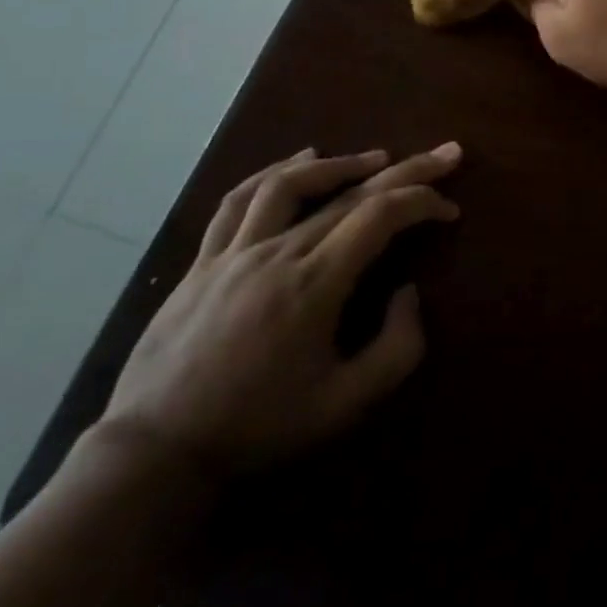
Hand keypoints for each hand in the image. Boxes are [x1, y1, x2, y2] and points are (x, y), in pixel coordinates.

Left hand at [100, 144, 460, 475]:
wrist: (156, 453)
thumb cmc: (259, 428)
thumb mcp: (345, 404)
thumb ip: (397, 347)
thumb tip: (408, 291)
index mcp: (315, 285)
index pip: (380, 216)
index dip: (423, 201)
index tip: (450, 210)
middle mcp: (277, 253)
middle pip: (350, 193)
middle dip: (406, 169)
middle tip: (445, 153)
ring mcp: (234, 252)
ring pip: (291, 183)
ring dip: (341, 164)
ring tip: (377, 157)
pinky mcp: (203, 261)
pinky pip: (239, 201)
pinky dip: (275, 172)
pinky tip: (299, 160)